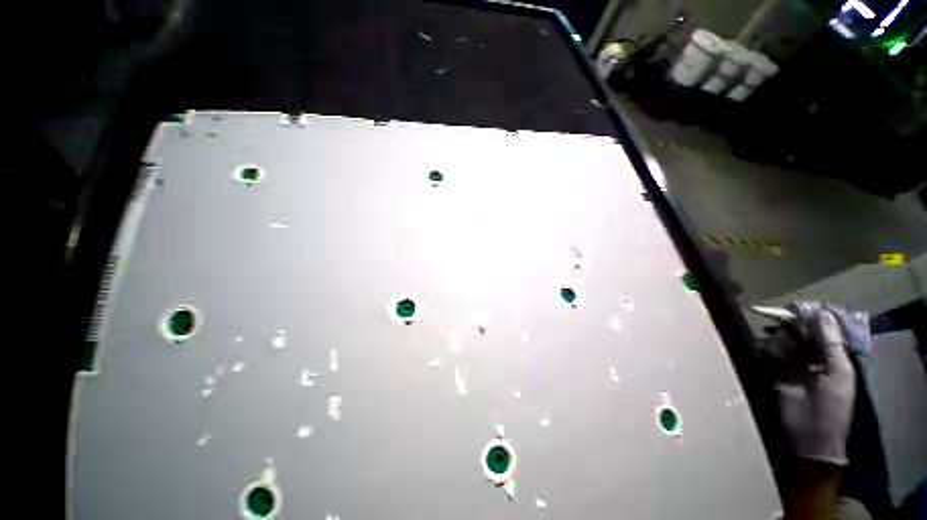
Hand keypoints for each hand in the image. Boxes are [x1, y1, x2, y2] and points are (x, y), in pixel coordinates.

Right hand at [761, 302, 856, 465]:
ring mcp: (792, 365)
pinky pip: (766, 354)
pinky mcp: (774, 373)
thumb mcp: (837, 372)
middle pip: (799, 332)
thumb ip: (829, 342)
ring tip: (780, 355)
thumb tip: (821, 312)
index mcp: (833, 356)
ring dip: (779, 344)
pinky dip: (765, 352)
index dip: (810, 318)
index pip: (821, 328)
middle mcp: (812, 356)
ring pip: (781, 341)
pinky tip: (767, 357)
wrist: (809, 438)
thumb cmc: (831, 406)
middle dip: (792, 331)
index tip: (797, 311)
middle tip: (789, 339)